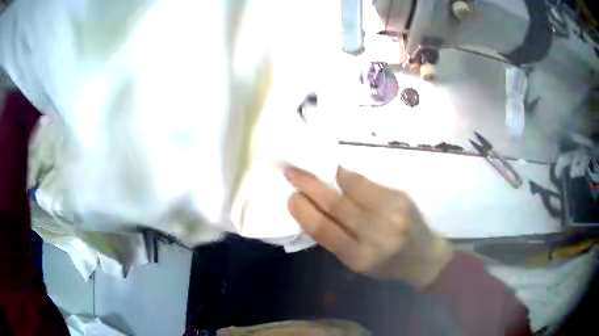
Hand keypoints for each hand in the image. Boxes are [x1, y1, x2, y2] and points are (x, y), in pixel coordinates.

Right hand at [285, 166, 452, 288]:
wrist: (423, 256)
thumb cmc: (386, 264)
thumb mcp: (356, 261)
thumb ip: (334, 237)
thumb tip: (310, 207)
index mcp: (360, 257)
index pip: (324, 229)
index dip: (303, 210)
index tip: (290, 196)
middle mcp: (377, 234)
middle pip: (336, 204)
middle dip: (309, 185)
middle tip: (292, 172)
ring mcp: (391, 212)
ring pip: (351, 186)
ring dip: (327, 175)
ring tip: (313, 167)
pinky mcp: (400, 196)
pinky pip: (366, 181)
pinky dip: (347, 175)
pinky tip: (337, 172)